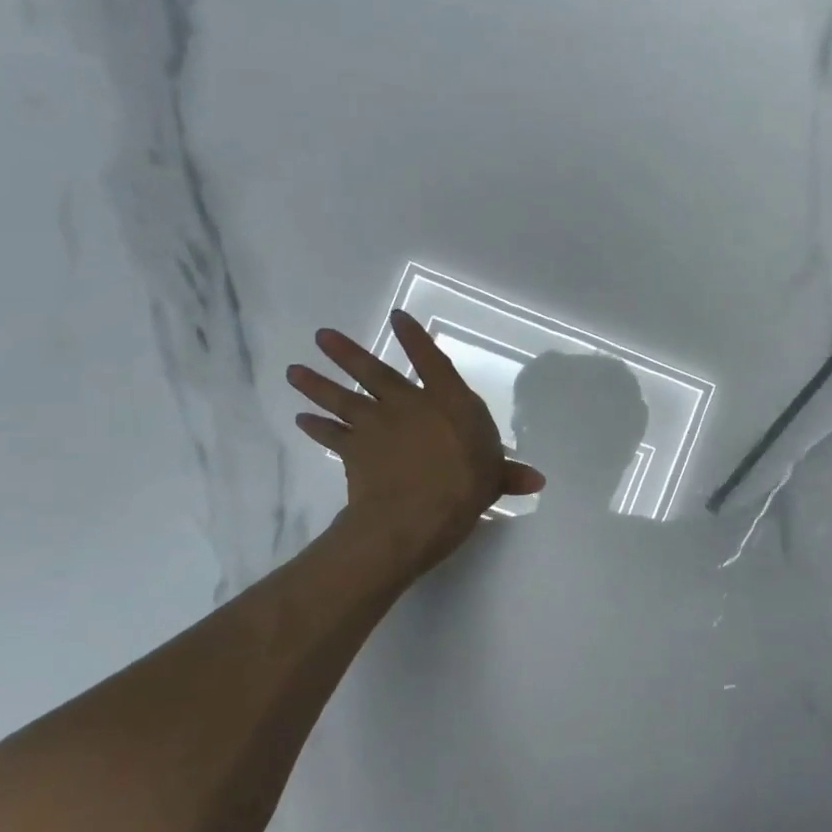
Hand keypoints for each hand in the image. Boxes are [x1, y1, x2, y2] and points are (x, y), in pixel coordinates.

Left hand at [288, 311, 543, 573]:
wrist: (414, 515)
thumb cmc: (464, 488)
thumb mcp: (494, 480)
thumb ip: (509, 475)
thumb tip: (537, 481)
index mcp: (448, 403)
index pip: (432, 362)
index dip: (415, 338)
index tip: (397, 317)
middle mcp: (408, 405)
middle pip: (374, 373)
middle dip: (347, 354)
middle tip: (321, 335)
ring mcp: (376, 426)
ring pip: (342, 398)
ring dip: (317, 384)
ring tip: (294, 370)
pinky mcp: (353, 451)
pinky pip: (331, 436)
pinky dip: (315, 428)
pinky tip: (300, 420)